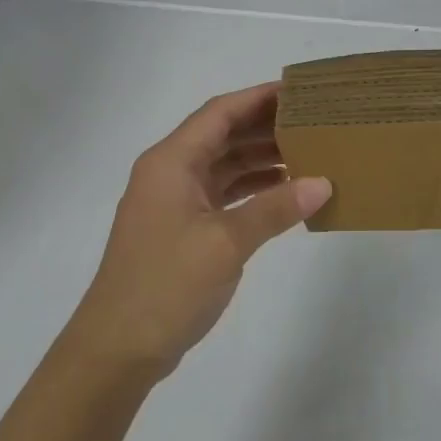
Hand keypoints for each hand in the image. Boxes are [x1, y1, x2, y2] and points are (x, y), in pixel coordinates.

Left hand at [67, 83, 330, 380]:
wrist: (117, 350)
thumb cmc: (166, 285)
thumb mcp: (225, 243)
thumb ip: (275, 209)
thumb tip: (323, 183)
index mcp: (171, 162)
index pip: (219, 113)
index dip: (258, 98)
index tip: (299, 91)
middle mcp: (170, 173)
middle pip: (222, 136)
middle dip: (266, 127)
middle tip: (314, 121)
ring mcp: (175, 203)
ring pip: (224, 166)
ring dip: (261, 160)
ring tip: (310, 153)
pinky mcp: (183, 230)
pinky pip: (224, 195)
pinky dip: (253, 190)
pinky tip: (286, 193)